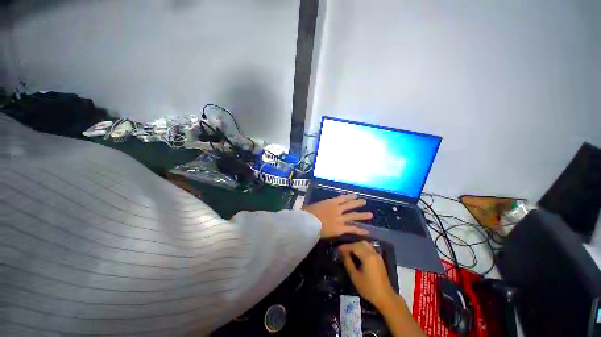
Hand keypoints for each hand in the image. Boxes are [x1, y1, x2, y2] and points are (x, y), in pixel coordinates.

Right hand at [302, 194, 371, 237]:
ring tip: (370, 215)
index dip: (349, 197)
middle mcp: (337, 209)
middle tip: (364, 202)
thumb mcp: (313, 206)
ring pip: (353, 216)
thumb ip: (319, 206)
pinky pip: (351, 229)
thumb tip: (317, 206)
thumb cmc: (308, 213)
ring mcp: (340, 219)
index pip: (342, 198)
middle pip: (350, 205)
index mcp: (330, 202)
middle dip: (357, 203)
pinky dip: (359, 230)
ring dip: (362, 215)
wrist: (308, 223)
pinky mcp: (340, 229)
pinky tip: (366, 231)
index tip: (355, 195)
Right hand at [339, 241, 395, 308]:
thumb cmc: (368, 288)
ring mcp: (377, 255)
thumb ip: (348, 262)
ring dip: (356, 246)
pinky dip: (361, 248)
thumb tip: (342, 253)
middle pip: (360, 243)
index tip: (338, 249)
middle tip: (343, 250)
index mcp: (367, 256)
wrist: (385, 297)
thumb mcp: (355, 276)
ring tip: (349, 252)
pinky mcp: (379, 258)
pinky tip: (357, 254)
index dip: (345, 247)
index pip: (354, 246)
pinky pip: (368, 248)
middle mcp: (373, 252)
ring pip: (365, 244)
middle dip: (351, 245)